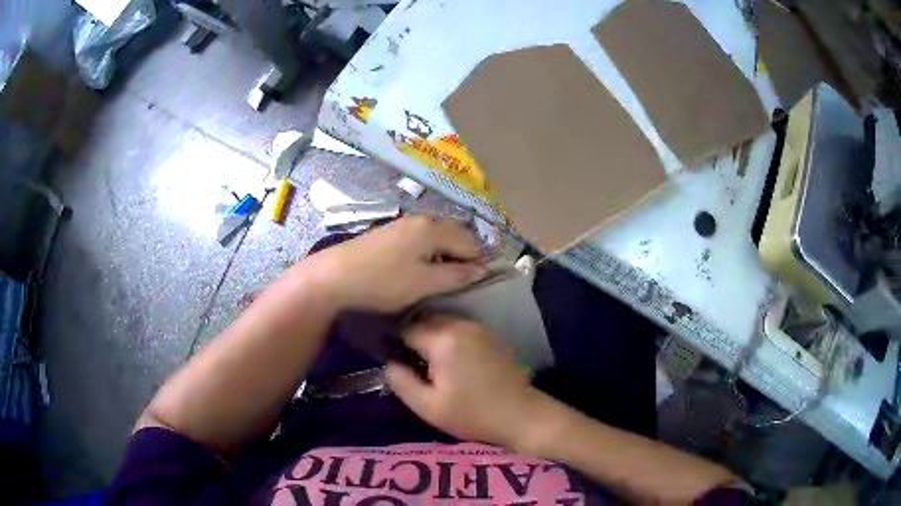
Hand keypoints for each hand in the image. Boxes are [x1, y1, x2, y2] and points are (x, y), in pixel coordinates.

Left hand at [302, 216, 487, 312]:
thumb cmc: (383, 281)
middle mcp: (421, 220)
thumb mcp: (424, 283)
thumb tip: (482, 270)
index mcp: (433, 229)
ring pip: (437, 236)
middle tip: (464, 281)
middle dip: (464, 256)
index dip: (479, 262)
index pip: (470, 242)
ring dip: (446, 254)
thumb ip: (456, 276)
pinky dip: (429, 252)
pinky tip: (421, 269)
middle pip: (455, 235)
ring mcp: (402, 224)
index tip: (481, 283)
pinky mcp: (389, 233)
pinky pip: (420, 239)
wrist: (334, 276)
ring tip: (445, 278)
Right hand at [386, 315, 547, 448]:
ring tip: (425, 363)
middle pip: (424, 320)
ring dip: (429, 337)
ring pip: (441, 323)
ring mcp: (478, 328)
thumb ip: (401, 381)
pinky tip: (448, 362)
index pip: (406, 328)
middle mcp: (461, 325)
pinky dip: (446, 338)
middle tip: (407, 363)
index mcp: (443, 339)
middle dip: (412, 337)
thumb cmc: (473, 415)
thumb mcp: (428, 406)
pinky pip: (457, 328)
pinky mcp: (489, 335)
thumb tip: (389, 362)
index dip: (394, 343)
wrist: (521, 415)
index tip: (392, 360)